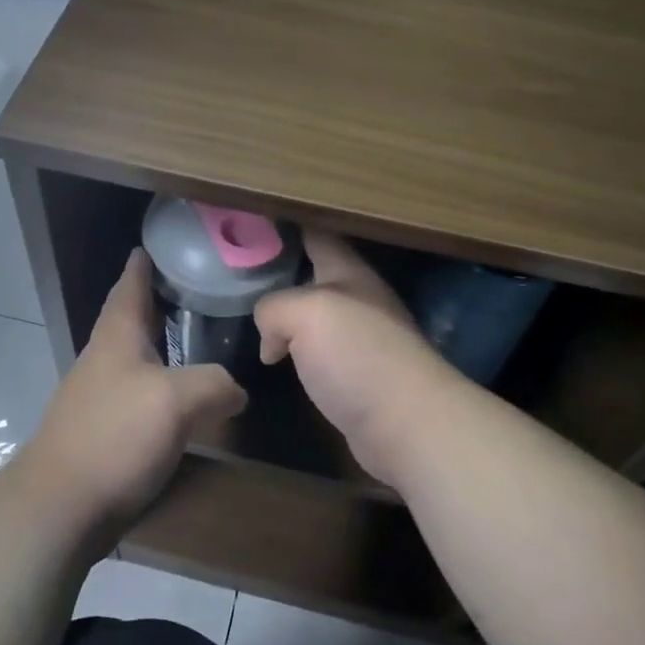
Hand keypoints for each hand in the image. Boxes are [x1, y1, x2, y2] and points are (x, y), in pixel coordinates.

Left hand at [20, 249, 247, 532]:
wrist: (61, 506)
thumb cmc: (115, 436)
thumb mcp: (176, 401)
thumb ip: (214, 384)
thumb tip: (237, 390)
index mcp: (117, 336)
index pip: (130, 285)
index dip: (144, 264)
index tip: (158, 244)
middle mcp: (104, 358)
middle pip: (132, 318)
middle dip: (159, 300)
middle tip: (196, 288)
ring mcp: (100, 395)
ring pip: (136, 355)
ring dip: (162, 342)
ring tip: (198, 338)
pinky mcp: (104, 430)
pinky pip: (139, 392)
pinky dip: (162, 382)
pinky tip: (183, 396)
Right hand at [255, 233, 463, 487]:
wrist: (408, 425)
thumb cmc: (359, 356)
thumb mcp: (306, 313)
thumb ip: (274, 307)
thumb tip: (270, 337)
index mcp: (350, 274)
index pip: (316, 234)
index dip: (286, 225)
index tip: (252, 220)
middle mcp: (358, 301)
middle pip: (314, 275)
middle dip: (280, 270)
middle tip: (236, 271)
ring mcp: (361, 341)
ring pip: (315, 317)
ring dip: (287, 315)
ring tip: (248, 314)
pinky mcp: (358, 378)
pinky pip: (319, 354)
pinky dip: (296, 352)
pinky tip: (277, 361)